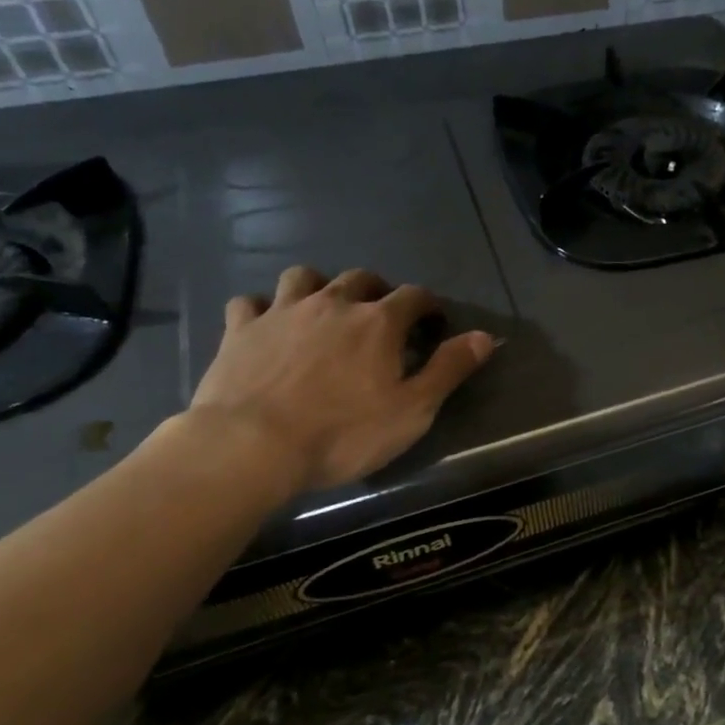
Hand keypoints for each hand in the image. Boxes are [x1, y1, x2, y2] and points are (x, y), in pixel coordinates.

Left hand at [186, 265, 494, 495]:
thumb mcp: (413, 410)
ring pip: (303, 277)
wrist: (251, 447)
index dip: (429, 306)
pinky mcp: (240, 331)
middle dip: (377, 290)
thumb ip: (449, 369)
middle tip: (381, 317)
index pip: (415, 296)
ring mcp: (282, 313)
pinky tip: (266, 326)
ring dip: (319, 286)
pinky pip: (249, 303)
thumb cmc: (343, 433)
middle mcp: (333, 304)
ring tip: (323, 310)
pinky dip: (262, 309)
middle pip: (361, 278)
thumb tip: (485, 337)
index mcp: (379, 322)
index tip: (433, 323)